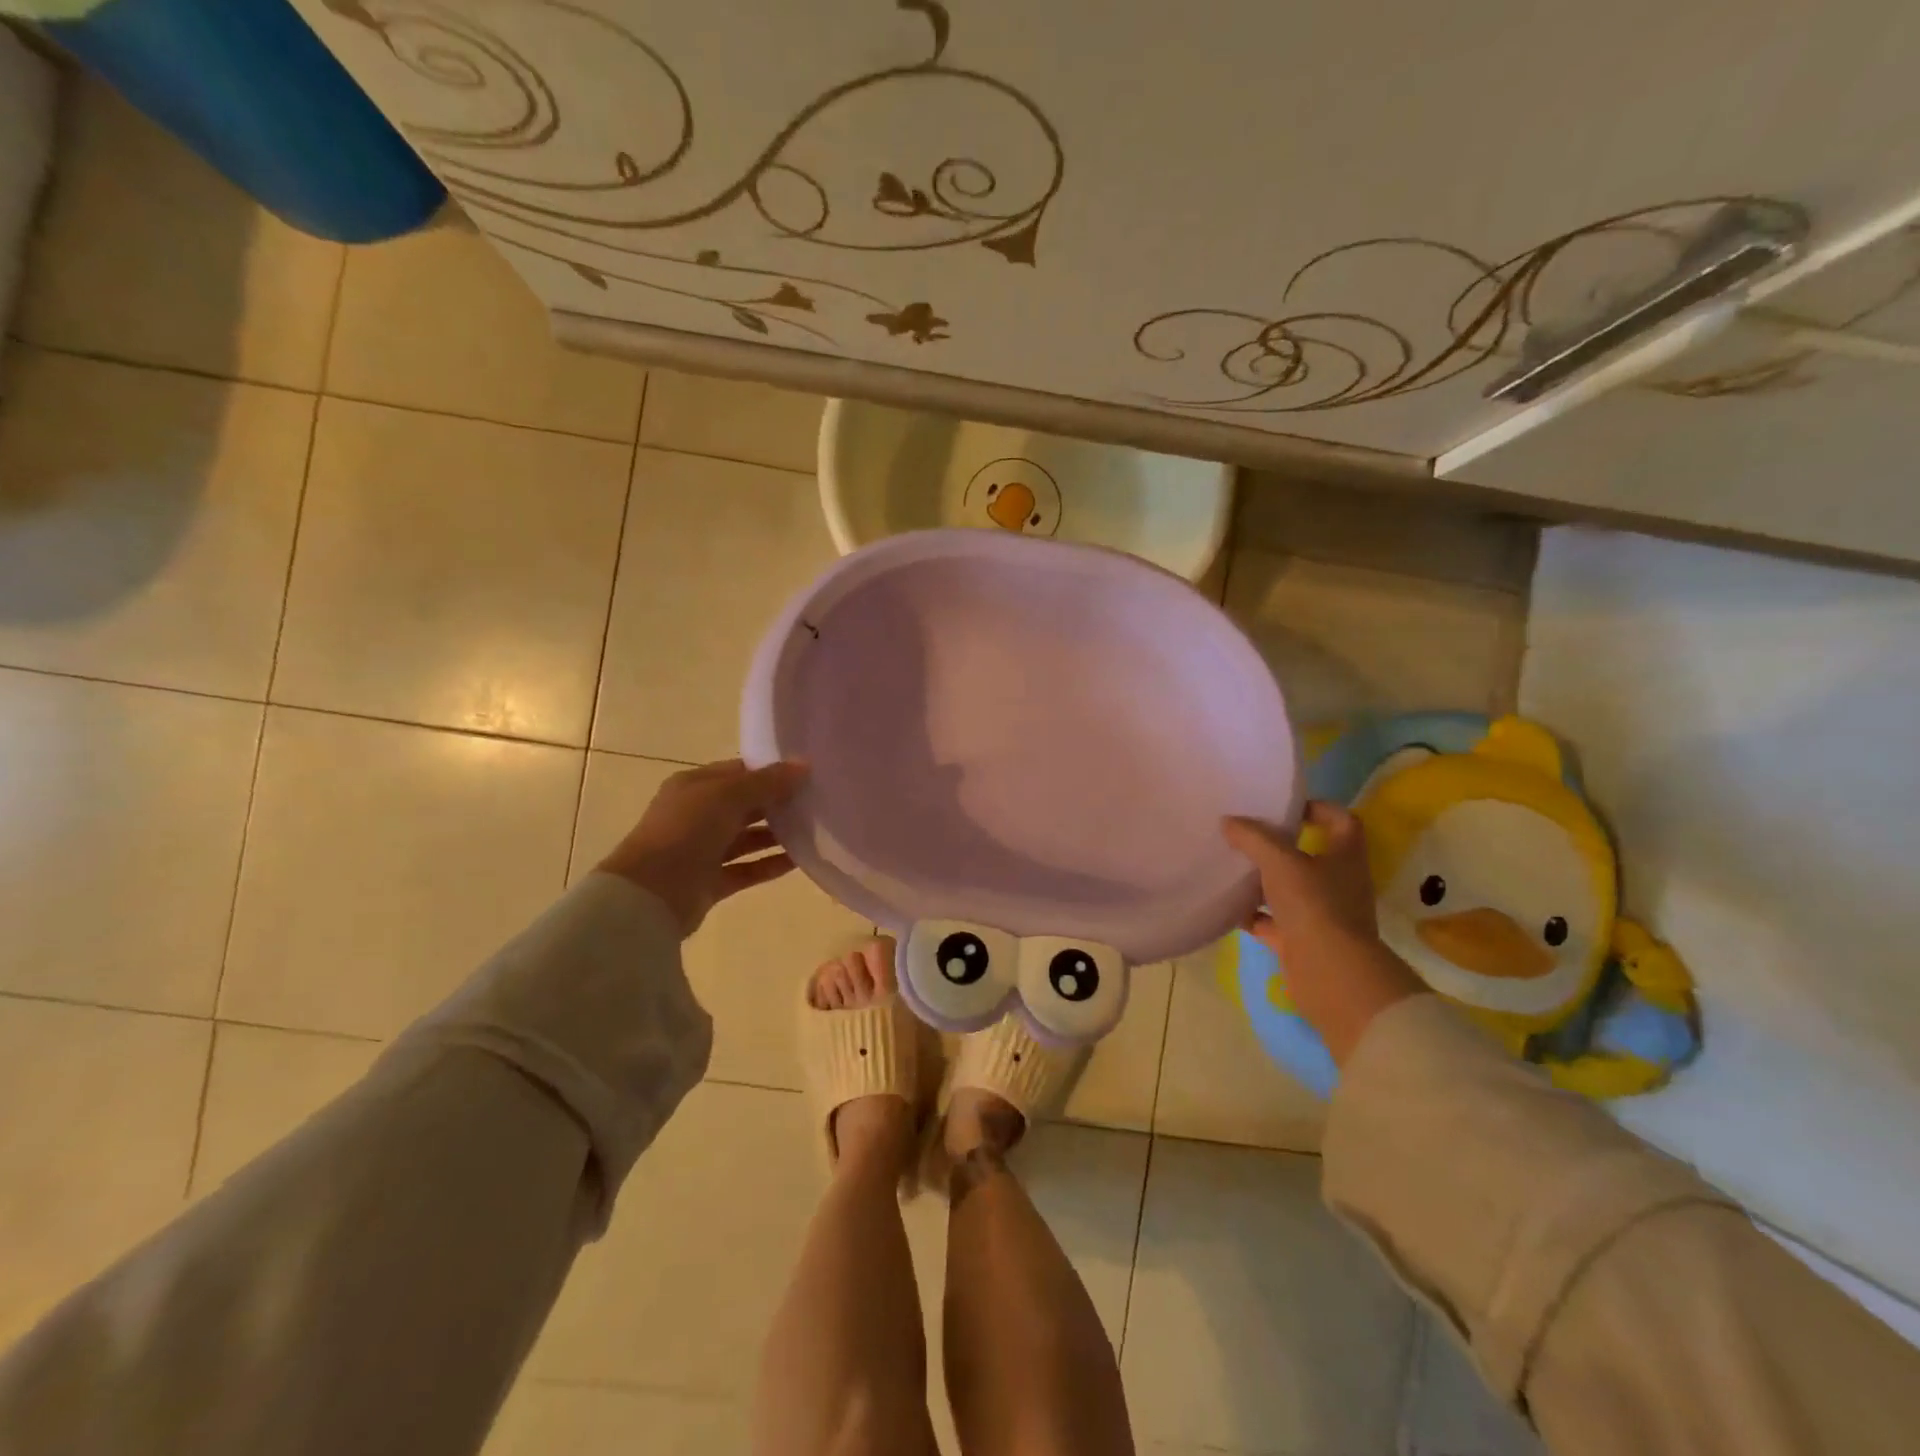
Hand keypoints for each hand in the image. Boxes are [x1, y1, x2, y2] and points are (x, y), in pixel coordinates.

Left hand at [597, 758, 808, 935]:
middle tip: (817, 801)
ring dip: (777, 834)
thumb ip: (767, 782)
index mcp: (694, 786)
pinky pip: (747, 869)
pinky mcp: (711, 881)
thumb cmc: (685, 831)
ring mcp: (703, 850)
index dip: (771, 771)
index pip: (739, 771)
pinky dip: (770, 864)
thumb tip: (804, 765)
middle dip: (778, 803)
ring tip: (815, 830)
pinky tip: (800, 860)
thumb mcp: (727, 796)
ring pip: (747, 838)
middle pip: (745, 804)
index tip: (806, 773)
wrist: (650, 895)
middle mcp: (698, 814)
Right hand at [1223, 801, 1425, 1065]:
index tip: (1284, 807)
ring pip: (1289, 889)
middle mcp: (1338, 882)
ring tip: (1231, 866)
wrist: (1330, 974)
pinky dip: (1253, 915)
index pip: (1340, 821)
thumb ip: (1253, 838)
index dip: (1317, 808)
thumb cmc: (1314, 906)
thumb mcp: (1279, 862)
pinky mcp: (1303, 941)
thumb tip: (1229, 821)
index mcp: (1345, 856)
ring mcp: (1322, 914)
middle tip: (1245, 834)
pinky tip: (1228, 906)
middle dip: (1279, 845)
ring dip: (1263, 880)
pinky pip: (1273, 922)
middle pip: (1310, 855)